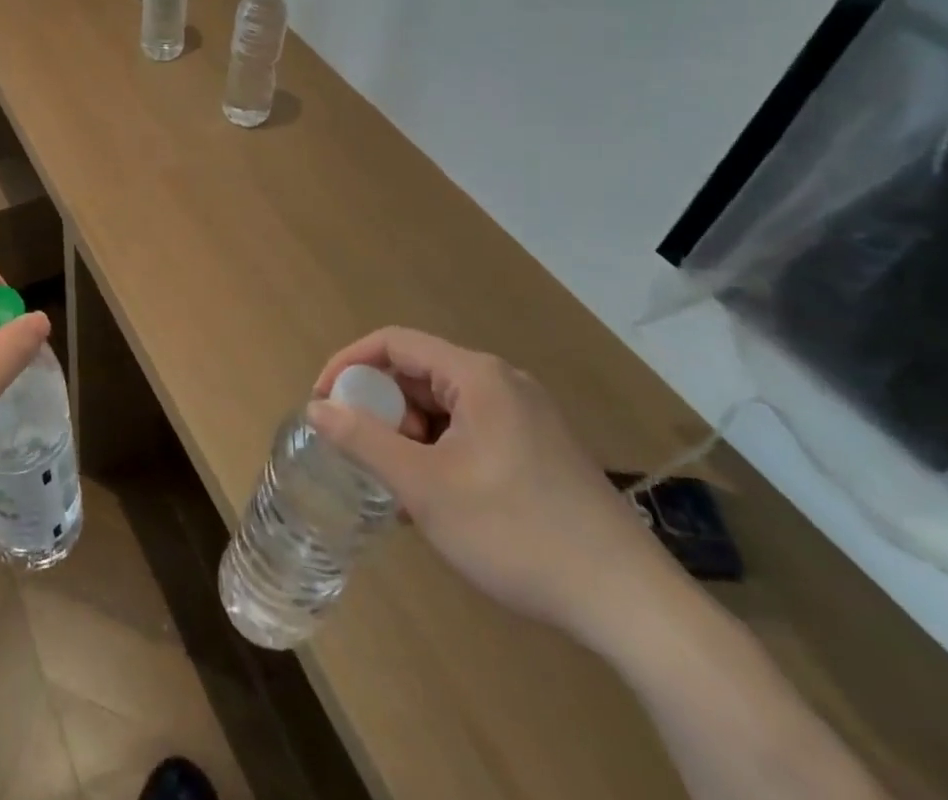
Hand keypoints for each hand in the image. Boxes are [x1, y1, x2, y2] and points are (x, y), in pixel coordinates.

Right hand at [308, 327, 678, 646]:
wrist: (630, 605)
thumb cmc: (516, 532)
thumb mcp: (425, 487)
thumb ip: (364, 441)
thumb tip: (316, 408)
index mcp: (477, 375)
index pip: (394, 342)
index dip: (349, 364)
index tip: (322, 401)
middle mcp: (503, 383)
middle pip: (420, 374)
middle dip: (383, 410)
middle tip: (366, 456)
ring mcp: (527, 416)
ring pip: (445, 408)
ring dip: (410, 437)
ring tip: (400, 488)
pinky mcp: (540, 450)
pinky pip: (471, 432)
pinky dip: (441, 453)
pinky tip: (438, 502)